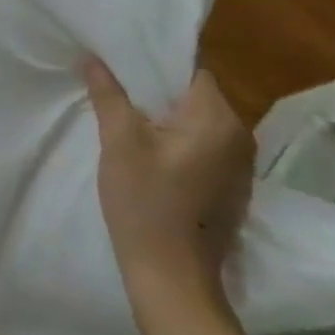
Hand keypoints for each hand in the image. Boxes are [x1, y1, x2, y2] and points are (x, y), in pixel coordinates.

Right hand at [85, 58, 255, 334]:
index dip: (155, 65)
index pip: (191, 72)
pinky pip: (204, 149)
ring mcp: (240, 167)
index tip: (121, 66)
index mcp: (219, 120)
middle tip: (115, 94)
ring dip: (167, 120)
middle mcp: (240, 138)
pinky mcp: (232, 189)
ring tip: (128, 122)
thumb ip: (109, 96)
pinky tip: (150, 157)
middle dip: (156, 93)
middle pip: (196, 97)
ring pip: (199, 124)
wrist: (172, 276)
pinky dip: (178, 144)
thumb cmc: (145, 203)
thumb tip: (94, 58)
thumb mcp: (119, 143)